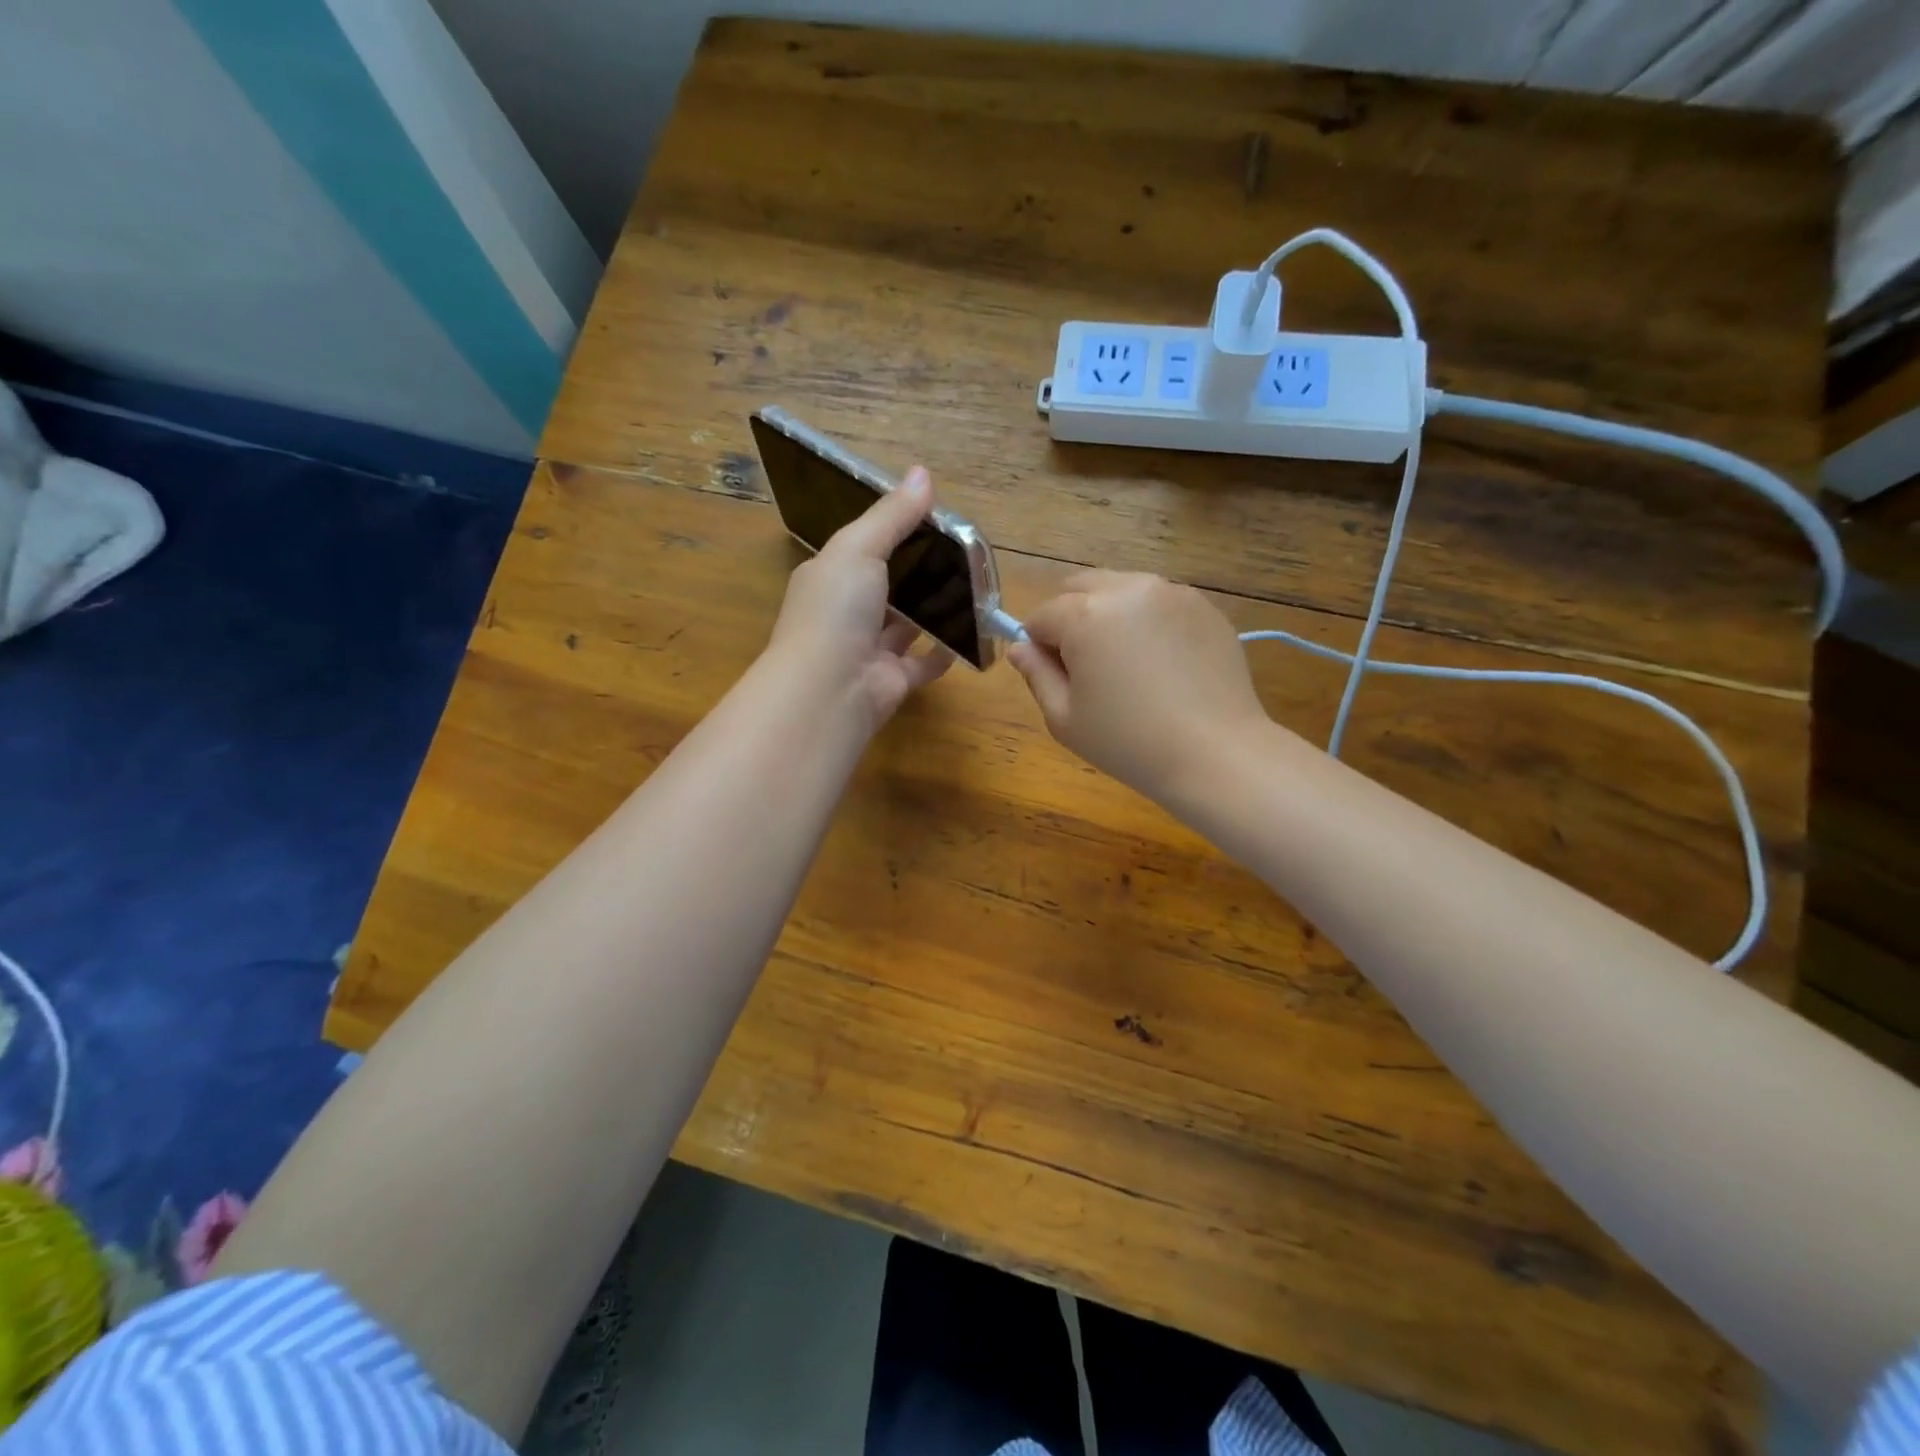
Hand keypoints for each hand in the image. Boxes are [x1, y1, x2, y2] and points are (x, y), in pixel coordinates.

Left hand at [766, 465, 952, 730]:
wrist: (830, 688)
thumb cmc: (837, 609)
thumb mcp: (859, 548)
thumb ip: (892, 516)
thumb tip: (922, 473)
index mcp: (829, 578)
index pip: (860, 549)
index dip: (891, 533)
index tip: (930, 520)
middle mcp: (845, 614)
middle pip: (886, 588)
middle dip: (916, 573)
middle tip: (960, 554)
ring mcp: (869, 650)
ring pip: (905, 626)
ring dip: (931, 611)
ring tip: (971, 589)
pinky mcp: (893, 680)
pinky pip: (923, 663)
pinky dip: (943, 652)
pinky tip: (968, 635)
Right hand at [1008, 571, 1269, 803]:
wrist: (1216, 754)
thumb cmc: (1128, 743)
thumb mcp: (1065, 719)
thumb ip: (1037, 675)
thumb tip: (1020, 647)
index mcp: (1085, 614)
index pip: (1042, 616)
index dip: (1040, 647)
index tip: (1057, 679)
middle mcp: (1128, 588)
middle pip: (1081, 587)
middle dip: (1072, 618)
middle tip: (1089, 667)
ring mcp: (1172, 593)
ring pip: (1122, 588)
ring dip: (1111, 614)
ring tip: (1130, 665)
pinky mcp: (1205, 607)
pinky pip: (1160, 602)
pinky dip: (1149, 621)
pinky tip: (1164, 665)